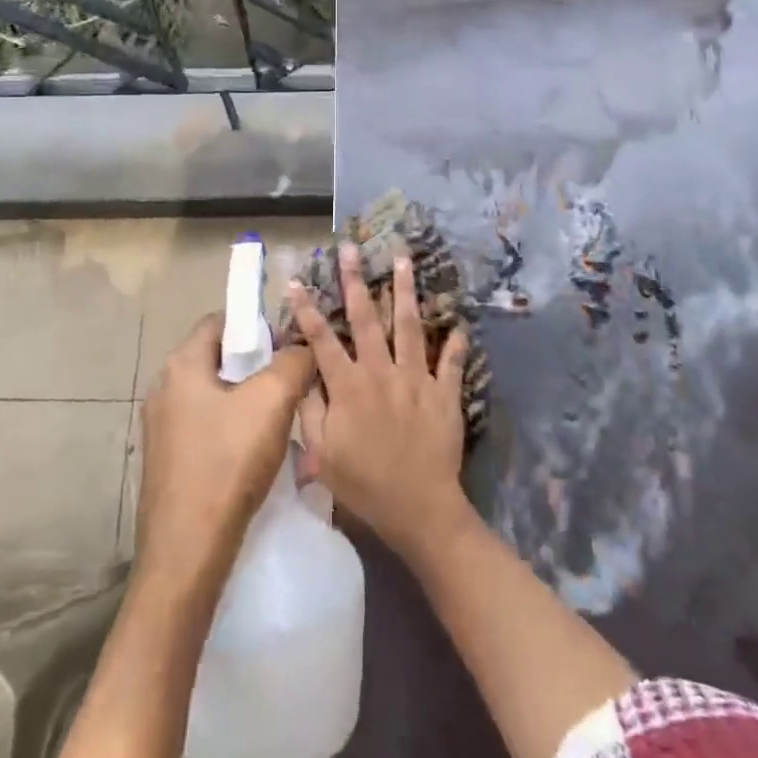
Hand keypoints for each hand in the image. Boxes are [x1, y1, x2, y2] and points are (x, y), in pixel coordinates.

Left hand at [135, 313, 315, 588]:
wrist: (187, 553)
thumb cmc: (227, 464)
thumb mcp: (272, 402)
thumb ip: (294, 362)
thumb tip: (303, 348)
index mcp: (180, 365)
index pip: (220, 321)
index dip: (257, 325)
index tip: (289, 344)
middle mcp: (164, 389)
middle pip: (219, 358)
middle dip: (257, 365)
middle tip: (292, 382)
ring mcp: (162, 427)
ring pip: (215, 395)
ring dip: (248, 400)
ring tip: (282, 418)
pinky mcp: (168, 460)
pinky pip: (207, 426)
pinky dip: (233, 428)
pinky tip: (257, 451)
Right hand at [289, 245, 472, 560]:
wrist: (419, 509)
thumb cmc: (364, 484)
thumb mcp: (322, 454)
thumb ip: (311, 411)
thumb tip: (304, 377)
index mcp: (348, 386)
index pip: (322, 339)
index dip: (307, 309)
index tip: (297, 280)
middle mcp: (381, 372)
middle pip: (366, 318)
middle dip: (355, 280)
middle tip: (352, 248)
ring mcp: (416, 379)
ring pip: (410, 326)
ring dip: (405, 291)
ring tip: (403, 259)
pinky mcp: (445, 393)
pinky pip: (451, 362)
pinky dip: (456, 342)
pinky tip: (459, 322)